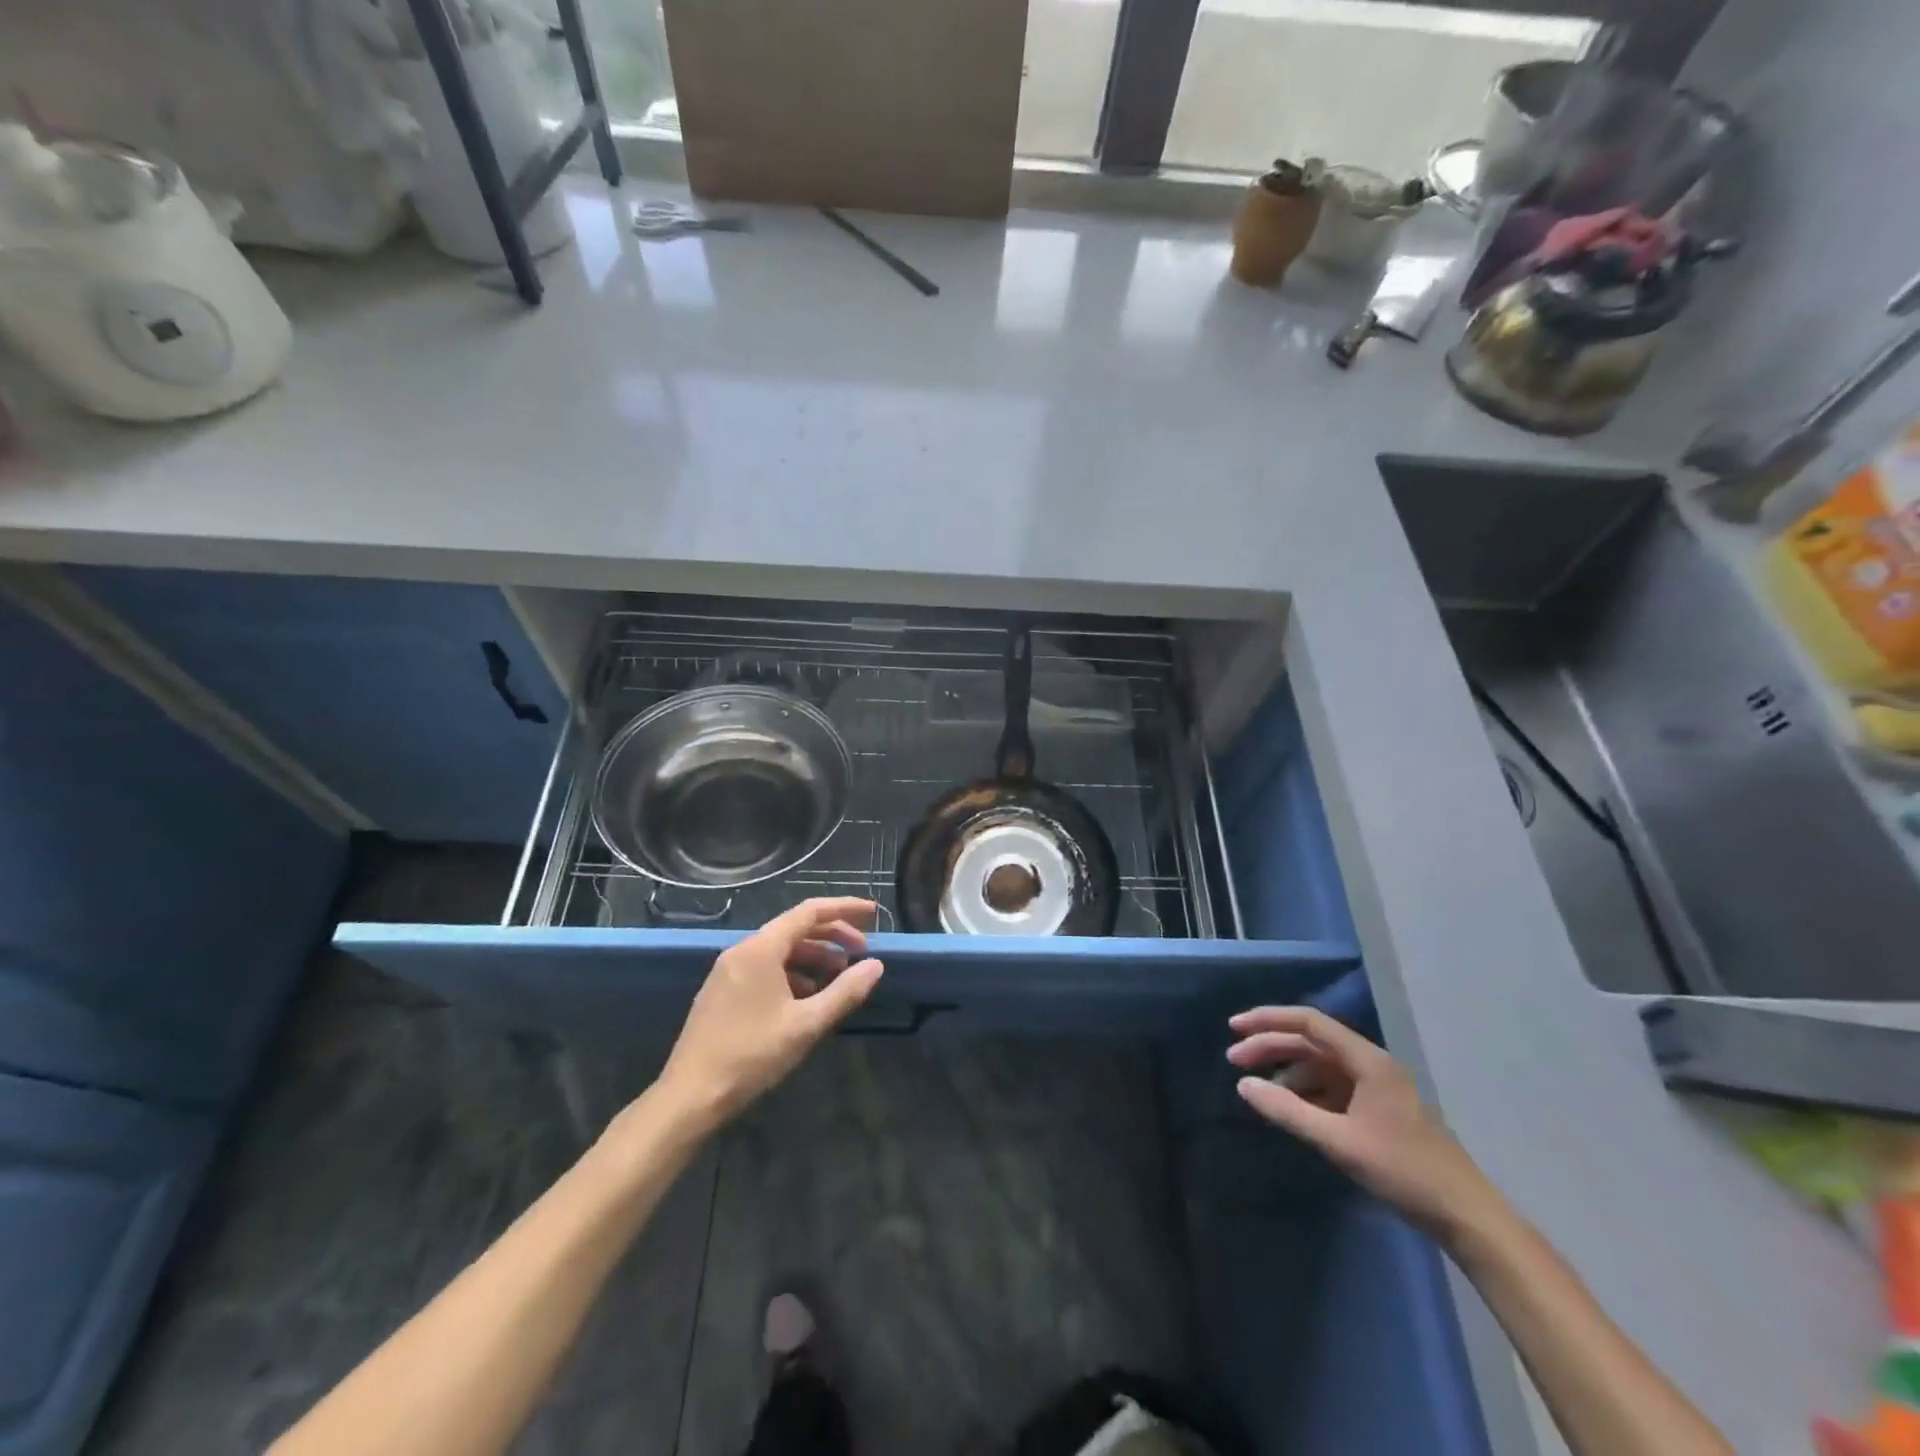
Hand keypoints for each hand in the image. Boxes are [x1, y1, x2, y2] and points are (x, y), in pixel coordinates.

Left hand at [660, 898, 883, 1127]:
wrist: (690, 1097)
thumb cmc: (752, 1055)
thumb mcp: (806, 1025)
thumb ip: (844, 992)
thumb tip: (876, 966)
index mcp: (761, 949)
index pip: (809, 912)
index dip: (843, 908)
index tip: (873, 913)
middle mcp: (742, 950)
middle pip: (795, 928)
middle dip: (832, 936)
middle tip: (862, 951)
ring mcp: (728, 971)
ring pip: (780, 950)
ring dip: (813, 957)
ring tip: (840, 977)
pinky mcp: (722, 992)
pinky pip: (765, 968)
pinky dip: (793, 973)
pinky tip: (807, 997)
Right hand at [1227, 1006, 1495, 1237]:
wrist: (1465, 1216)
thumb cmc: (1403, 1171)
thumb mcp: (1339, 1140)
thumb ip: (1288, 1111)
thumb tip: (1243, 1085)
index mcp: (1367, 1060)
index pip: (1309, 1023)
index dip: (1268, 1020)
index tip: (1234, 1028)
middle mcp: (1371, 1064)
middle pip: (1311, 1042)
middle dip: (1271, 1047)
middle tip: (1234, 1061)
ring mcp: (1377, 1087)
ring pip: (1320, 1066)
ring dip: (1287, 1072)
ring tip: (1259, 1091)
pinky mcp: (1379, 1110)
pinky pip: (1333, 1088)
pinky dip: (1306, 1092)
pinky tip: (1290, 1109)